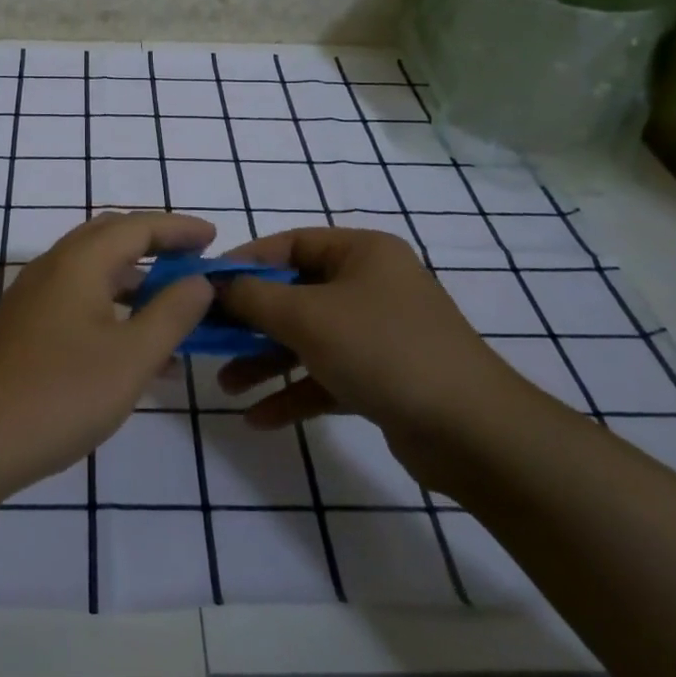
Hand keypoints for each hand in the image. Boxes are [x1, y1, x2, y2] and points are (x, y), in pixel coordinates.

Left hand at [0, 211, 215, 492]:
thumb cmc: (58, 395)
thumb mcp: (131, 357)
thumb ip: (171, 314)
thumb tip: (198, 281)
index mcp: (79, 262)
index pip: (138, 226)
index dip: (179, 228)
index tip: (214, 239)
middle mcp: (53, 268)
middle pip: (111, 239)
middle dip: (156, 246)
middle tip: (193, 262)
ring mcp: (33, 299)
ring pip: (95, 274)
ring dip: (136, 284)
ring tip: (176, 312)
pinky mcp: (24, 329)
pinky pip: (79, 303)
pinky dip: (113, 312)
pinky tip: (136, 354)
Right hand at [215, 228, 528, 439]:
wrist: (472, 432)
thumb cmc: (383, 350)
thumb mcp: (307, 316)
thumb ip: (253, 297)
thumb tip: (214, 285)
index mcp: (361, 253)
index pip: (289, 244)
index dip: (244, 263)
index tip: (204, 286)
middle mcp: (370, 286)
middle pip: (294, 294)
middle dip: (249, 321)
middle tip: (208, 338)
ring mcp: (378, 334)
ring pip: (307, 339)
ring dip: (265, 361)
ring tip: (226, 386)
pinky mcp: (382, 378)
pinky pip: (326, 376)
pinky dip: (293, 392)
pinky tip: (259, 418)